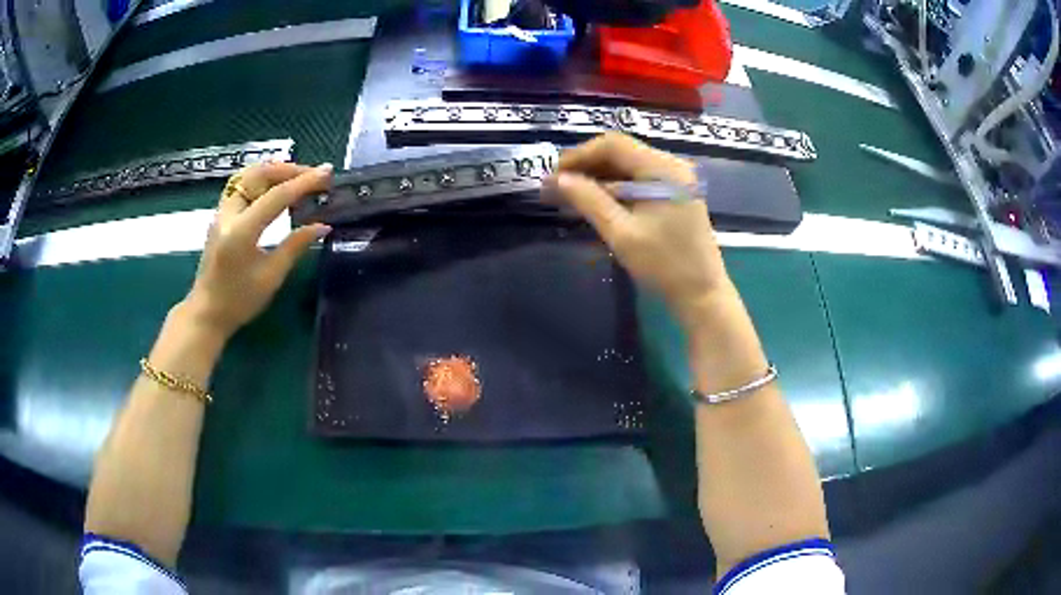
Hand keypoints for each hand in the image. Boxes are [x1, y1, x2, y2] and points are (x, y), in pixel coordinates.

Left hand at [180, 162, 332, 339]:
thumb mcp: (271, 277)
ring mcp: (221, 213)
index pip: (277, 196)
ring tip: (296, 177)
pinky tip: (275, 188)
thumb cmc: (239, 301)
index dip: (304, 182)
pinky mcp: (220, 217)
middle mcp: (228, 215)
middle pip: (259, 175)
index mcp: (242, 231)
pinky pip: (241, 186)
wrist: (206, 313)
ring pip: (247, 176)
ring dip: (273, 171)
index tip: (327, 173)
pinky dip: (261, 180)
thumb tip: (323, 226)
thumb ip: (296, 246)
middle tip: (313, 175)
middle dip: (288, 169)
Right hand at [549, 133, 730, 322]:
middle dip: (587, 166)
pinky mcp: (675, 193)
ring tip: (571, 194)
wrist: (702, 294)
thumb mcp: (622, 233)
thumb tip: (558, 179)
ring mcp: (676, 179)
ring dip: (599, 177)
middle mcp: (671, 166)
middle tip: (557, 186)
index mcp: (663, 169)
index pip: (613, 145)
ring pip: (628, 166)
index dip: (579, 155)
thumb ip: (589, 200)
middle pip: (621, 152)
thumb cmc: (664, 265)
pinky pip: (639, 180)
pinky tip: (596, 201)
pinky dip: (616, 187)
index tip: (554, 174)